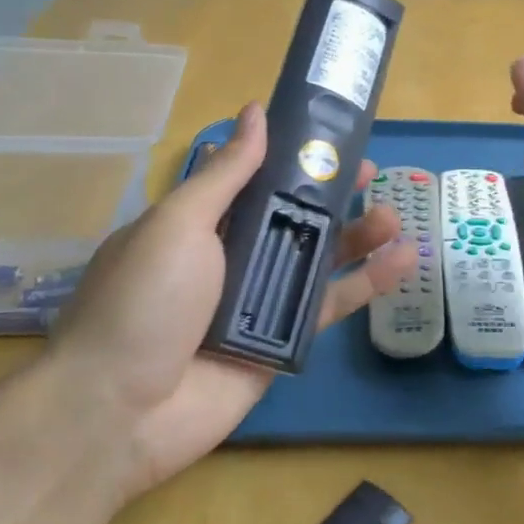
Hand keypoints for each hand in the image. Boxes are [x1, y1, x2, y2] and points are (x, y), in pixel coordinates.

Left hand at [47, 103, 412, 496]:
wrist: (119, 411)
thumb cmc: (144, 300)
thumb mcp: (179, 224)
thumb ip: (227, 174)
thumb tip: (256, 112)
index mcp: (201, 224)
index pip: (258, 181)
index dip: (296, 160)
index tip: (334, 141)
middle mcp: (232, 258)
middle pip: (295, 219)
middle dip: (336, 196)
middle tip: (376, 175)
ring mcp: (258, 302)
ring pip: (319, 261)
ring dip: (359, 237)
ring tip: (395, 218)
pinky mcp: (282, 341)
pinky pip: (328, 306)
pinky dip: (367, 285)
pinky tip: (403, 262)